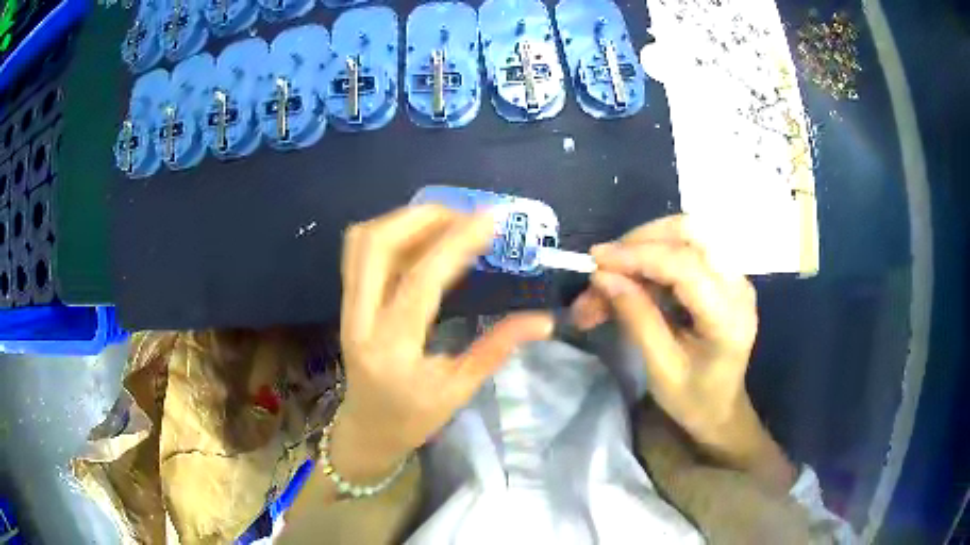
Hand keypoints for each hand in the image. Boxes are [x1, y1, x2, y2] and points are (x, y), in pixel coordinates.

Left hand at [333, 205, 552, 482]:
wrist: (367, 429)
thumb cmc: (413, 418)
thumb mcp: (459, 391)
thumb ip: (497, 349)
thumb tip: (544, 321)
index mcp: (392, 349)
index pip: (419, 282)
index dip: (455, 243)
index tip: (490, 219)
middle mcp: (359, 320)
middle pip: (377, 246)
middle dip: (422, 218)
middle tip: (465, 215)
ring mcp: (347, 307)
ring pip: (362, 242)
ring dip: (404, 219)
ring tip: (445, 221)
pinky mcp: (347, 301)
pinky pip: (360, 251)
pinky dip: (391, 231)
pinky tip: (421, 236)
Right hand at [571, 215, 794, 489]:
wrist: (723, 409)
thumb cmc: (693, 400)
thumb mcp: (661, 369)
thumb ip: (637, 318)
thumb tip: (602, 276)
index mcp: (728, 317)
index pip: (684, 265)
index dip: (638, 256)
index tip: (596, 261)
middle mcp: (738, 285)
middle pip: (690, 232)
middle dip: (641, 241)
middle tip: (604, 266)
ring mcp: (734, 276)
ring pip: (686, 234)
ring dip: (643, 246)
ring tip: (611, 276)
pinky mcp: (724, 274)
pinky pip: (686, 248)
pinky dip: (653, 256)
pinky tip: (631, 279)